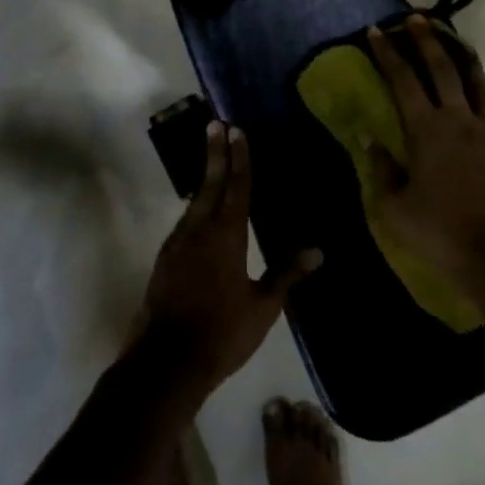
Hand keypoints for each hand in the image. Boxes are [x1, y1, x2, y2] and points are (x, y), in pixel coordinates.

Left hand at [132, 122, 321, 398]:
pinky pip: (185, 221)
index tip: (236, 130)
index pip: (237, 187)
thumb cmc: (222, 333)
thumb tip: (318, 250)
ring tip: (213, 160)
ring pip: (194, 201)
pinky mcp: (165, 257)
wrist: (166, 360)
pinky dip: (195, 205)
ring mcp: (178, 242)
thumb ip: (287, 274)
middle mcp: (199, 230)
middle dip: (215, 153)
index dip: (239, 158)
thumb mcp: (263, 307)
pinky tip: (200, 209)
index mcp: (226, 236)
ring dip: (204, 177)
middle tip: (215, 124)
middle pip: (210, 183)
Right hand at [365, 15, 484, 304]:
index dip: (387, 53)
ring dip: (463, 57)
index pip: (402, 79)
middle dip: (426, 40)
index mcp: (426, 129)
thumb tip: (369, 139)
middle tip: (416, 18)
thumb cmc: (442, 234)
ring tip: (455, 41)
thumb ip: (381, 170)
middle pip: (442, 68)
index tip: (375, 31)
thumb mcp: (395, 209)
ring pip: (478, 83)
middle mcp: (460, 119)